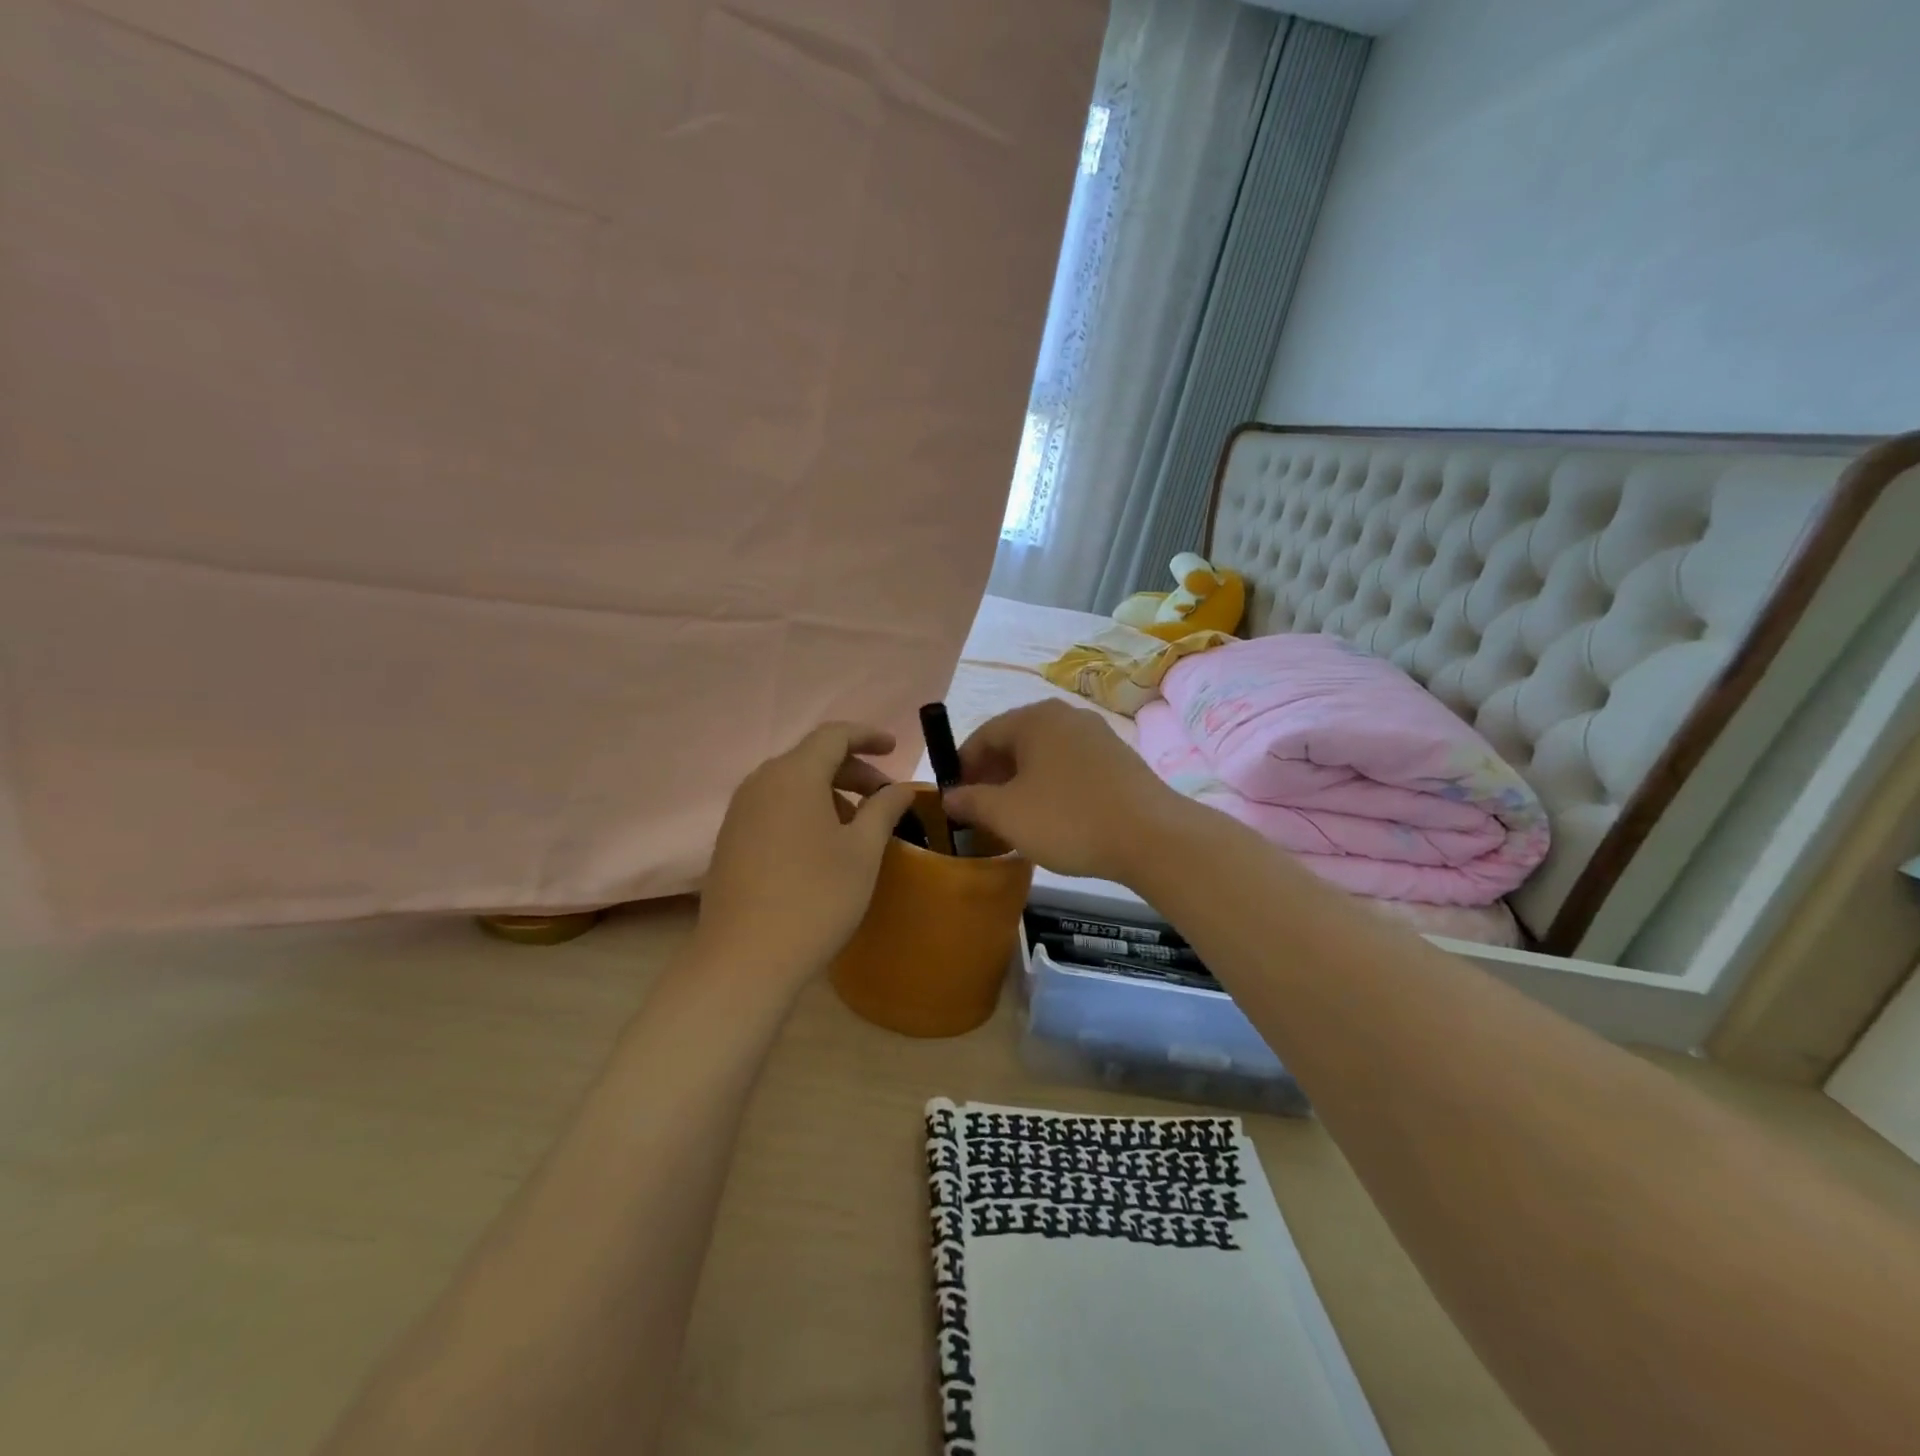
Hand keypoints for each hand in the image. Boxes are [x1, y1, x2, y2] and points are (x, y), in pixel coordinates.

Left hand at [695, 723, 917, 991]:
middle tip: (885, 796)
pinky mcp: (730, 840)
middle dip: (853, 770)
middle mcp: (761, 782)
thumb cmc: (816, 897)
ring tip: (859, 825)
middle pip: (812, 758)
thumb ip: (884, 808)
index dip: (867, 736)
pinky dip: (805, 811)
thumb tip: (901, 788)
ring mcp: (740, 812)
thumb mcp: (863, 851)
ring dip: (830, 793)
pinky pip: (774, 808)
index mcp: (794, 774)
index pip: (834, 735)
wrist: (745, 958)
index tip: (894, 748)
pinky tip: (823, 846)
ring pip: (792, 784)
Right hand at [943, 700, 1178, 881]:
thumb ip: (971, 801)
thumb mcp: (1006, 814)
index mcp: (1035, 719)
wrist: (1152, 836)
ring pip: (1044, 756)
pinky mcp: (1119, 760)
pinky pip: (1070, 767)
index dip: (963, 767)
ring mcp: (1097, 736)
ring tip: (1015, 820)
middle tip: (981, 813)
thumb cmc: (1068, 819)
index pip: (984, 734)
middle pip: (1015, 742)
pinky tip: (1053, 819)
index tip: (955, 799)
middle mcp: (1066, 717)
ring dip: (1021, 784)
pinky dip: (1051, 787)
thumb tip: (949, 796)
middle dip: (992, 777)